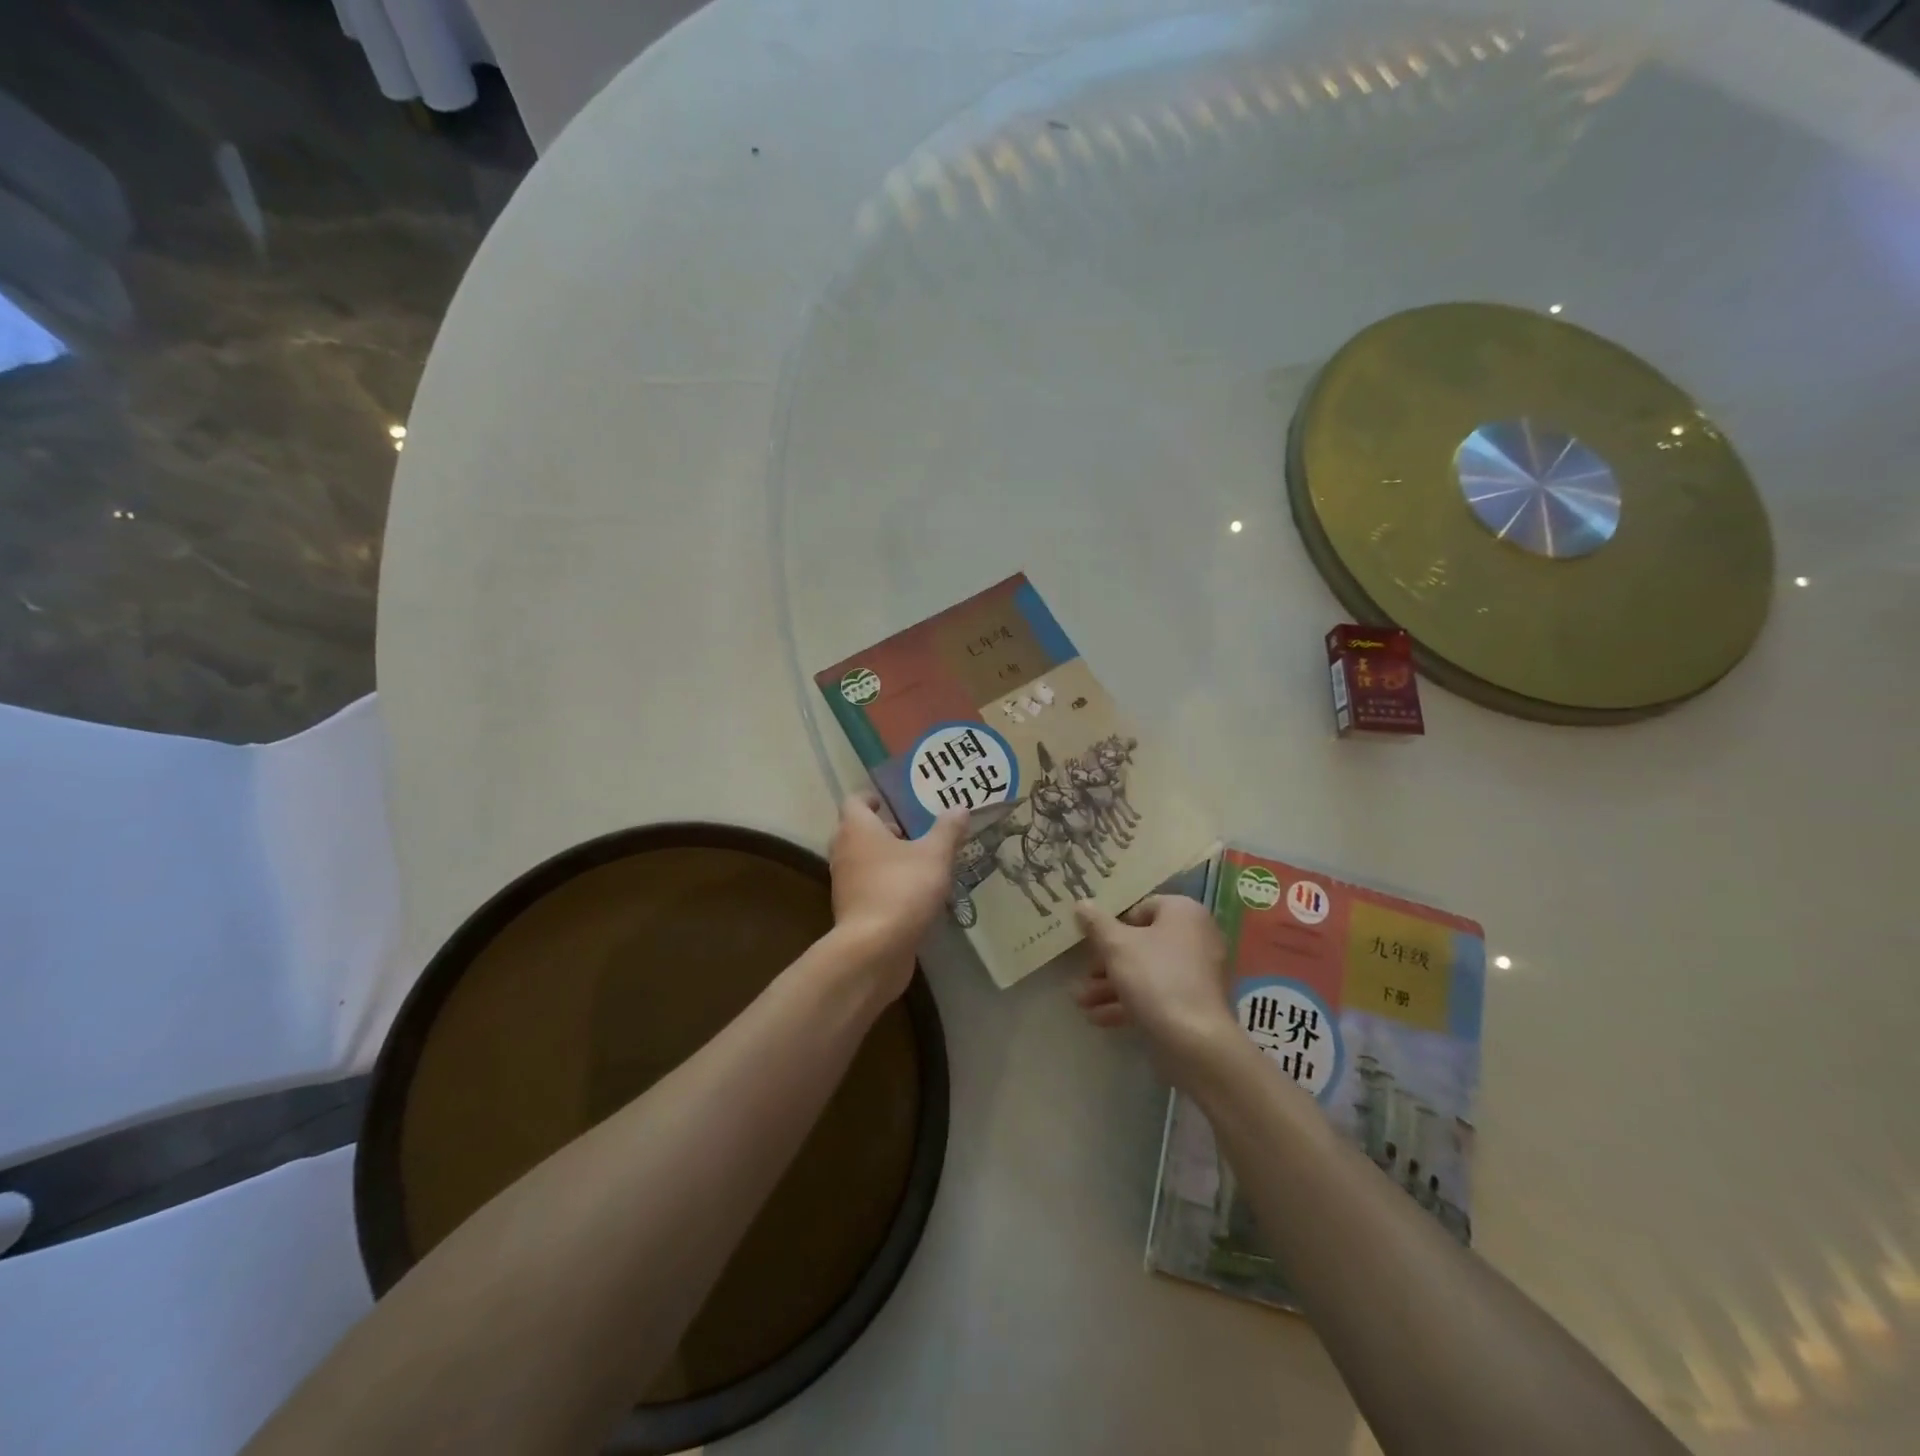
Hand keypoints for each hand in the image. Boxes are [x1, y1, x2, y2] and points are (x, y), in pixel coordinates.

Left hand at [828, 792, 968, 1000]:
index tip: (891, 802)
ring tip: (919, 863)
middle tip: (913, 831)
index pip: (855, 801)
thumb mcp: (935, 855)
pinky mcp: (851, 911)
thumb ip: (947, 830)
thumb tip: (960, 807)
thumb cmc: (902, 889)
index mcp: (856, 829)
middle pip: (857, 831)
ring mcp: (844, 883)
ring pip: (863, 861)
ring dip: (885, 859)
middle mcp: (844, 851)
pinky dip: (885, 884)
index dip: (872, 798)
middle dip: (883, 830)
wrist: (874, 949)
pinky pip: (868, 887)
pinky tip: (913, 894)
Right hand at [1072, 896, 1236, 1077]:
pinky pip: (1158, 994)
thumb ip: (1096, 923)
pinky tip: (1098, 1018)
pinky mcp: (1195, 1004)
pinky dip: (1130, 1002)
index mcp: (1184, 912)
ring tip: (1081, 1002)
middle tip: (1084, 975)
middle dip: (1107, 963)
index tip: (1092, 941)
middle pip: (1142, 943)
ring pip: (1147, 972)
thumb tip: (1081, 903)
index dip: (1114, 925)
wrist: (1195, 1041)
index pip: (1142, 908)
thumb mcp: (1116, 946)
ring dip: (1111, 986)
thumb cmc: (1155, 978)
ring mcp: (1199, 973)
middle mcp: (1197, 937)